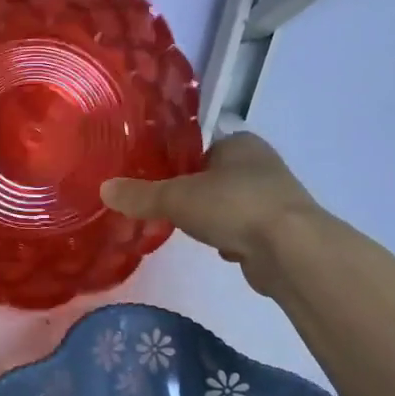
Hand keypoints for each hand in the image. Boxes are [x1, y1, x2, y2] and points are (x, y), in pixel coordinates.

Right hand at [100, 131, 316, 287]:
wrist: (290, 250)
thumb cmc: (233, 206)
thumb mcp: (176, 198)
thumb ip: (140, 195)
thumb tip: (103, 189)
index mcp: (240, 143)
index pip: (202, 148)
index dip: (179, 164)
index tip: (159, 182)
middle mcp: (262, 164)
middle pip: (216, 177)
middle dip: (195, 195)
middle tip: (168, 209)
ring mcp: (276, 199)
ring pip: (231, 205)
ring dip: (214, 219)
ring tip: (190, 231)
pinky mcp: (282, 231)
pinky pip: (246, 231)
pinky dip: (232, 240)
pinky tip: (221, 251)